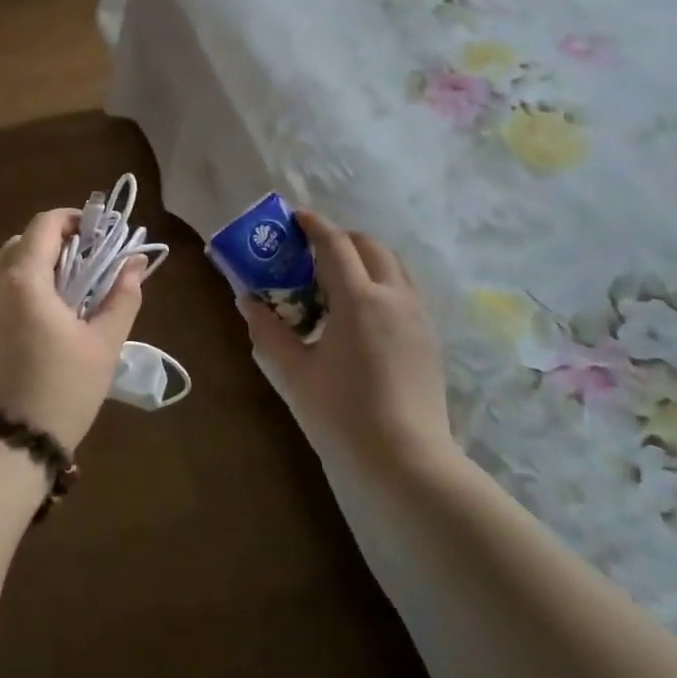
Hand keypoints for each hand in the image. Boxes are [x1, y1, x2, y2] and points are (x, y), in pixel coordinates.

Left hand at [0, 208, 145, 450]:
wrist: (5, 449)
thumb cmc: (62, 390)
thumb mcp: (104, 344)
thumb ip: (122, 296)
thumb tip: (136, 263)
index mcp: (23, 279)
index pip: (44, 225)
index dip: (73, 220)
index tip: (98, 236)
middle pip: (20, 244)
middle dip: (54, 245)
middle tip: (85, 269)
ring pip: (2, 270)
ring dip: (32, 269)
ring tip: (63, 299)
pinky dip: (15, 294)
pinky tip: (36, 328)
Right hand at [238, 211, 454, 466]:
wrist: (406, 460)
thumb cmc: (342, 415)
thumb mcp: (294, 373)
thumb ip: (268, 331)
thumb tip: (247, 302)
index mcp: (358, 299)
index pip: (335, 244)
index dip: (313, 225)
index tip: (294, 217)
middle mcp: (394, 296)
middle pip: (369, 245)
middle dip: (340, 238)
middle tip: (311, 251)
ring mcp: (417, 315)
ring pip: (393, 265)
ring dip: (365, 257)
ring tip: (338, 278)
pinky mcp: (429, 336)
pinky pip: (405, 289)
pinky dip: (382, 280)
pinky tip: (363, 311)